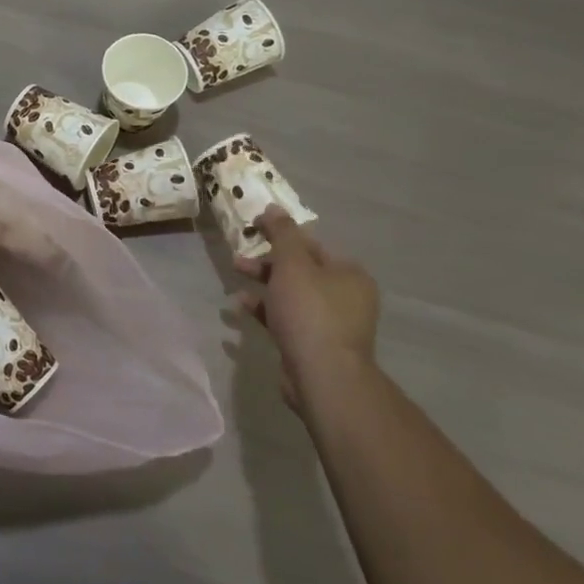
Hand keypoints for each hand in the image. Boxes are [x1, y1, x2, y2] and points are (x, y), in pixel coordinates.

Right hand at [234, 205, 379, 411]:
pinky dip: (265, 311)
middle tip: (238, 260)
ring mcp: (330, 324)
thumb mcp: (292, 264)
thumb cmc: (310, 312)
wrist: (322, 376)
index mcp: (348, 273)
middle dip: (266, 263)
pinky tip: (240, 309)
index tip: (252, 230)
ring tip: (234, 284)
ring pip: (290, 295)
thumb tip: (273, 207)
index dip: (280, 235)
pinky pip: (286, 319)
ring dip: (262, 287)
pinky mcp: (313, 345)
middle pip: (299, 270)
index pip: (311, 244)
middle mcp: (345, 296)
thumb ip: (282, 234)